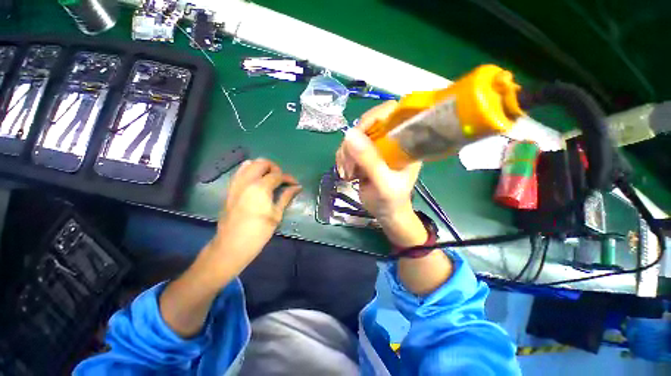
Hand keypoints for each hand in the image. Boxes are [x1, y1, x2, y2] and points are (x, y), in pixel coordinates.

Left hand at [210, 158, 301, 273]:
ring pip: (249, 164)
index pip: (278, 175)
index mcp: (260, 187)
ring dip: (262, 167)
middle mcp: (246, 181)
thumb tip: (297, 187)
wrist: (231, 245)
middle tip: (281, 179)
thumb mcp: (276, 215)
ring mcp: (236, 184)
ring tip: (269, 178)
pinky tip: (257, 182)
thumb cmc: (258, 232)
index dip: (289, 178)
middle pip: (262, 163)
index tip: (295, 184)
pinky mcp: (230, 189)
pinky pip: (240, 172)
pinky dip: (250, 171)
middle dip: (275, 168)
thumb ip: (286, 197)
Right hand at [335, 101, 425, 246]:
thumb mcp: (383, 183)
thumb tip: (349, 134)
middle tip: (349, 164)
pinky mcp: (364, 154)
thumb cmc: (391, 200)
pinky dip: (342, 159)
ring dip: (345, 153)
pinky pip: (347, 147)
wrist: (386, 213)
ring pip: (353, 136)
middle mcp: (390, 140)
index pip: (392, 113)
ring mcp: (376, 147)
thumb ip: (370, 161)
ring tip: (348, 173)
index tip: (359, 136)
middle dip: (353, 142)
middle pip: (367, 123)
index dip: (374, 117)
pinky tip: (346, 173)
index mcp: (405, 142)